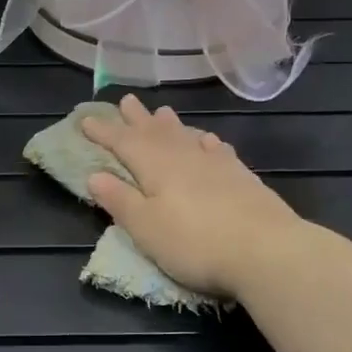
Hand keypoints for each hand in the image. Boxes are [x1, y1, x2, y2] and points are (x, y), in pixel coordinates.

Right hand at [82, 95, 304, 298]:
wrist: (266, 251)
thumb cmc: (195, 243)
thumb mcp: (146, 228)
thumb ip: (120, 200)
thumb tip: (94, 175)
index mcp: (156, 168)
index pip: (124, 143)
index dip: (104, 132)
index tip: (85, 119)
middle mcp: (185, 158)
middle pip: (156, 133)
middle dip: (137, 119)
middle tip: (126, 100)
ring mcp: (217, 165)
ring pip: (187, 137)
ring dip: (171, 124)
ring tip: (162, 112)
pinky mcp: (242, 177)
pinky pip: (217, 150)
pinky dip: (206, 142)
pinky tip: (207, 140)